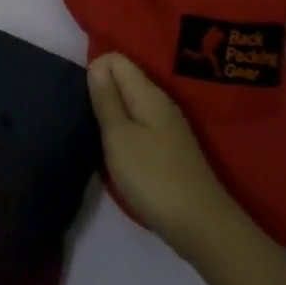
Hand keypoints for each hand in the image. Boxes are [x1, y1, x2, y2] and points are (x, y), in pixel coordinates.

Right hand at [87, 53, 239, 260]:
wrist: (199, 224)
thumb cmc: (152, 176)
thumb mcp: (119, 136)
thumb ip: (106, 99)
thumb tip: (96, 65)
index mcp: (149, 93)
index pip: (117, 60)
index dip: (95, 71)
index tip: (85, 101)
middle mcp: (161, 103)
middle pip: (125, 80)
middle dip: (102, 92)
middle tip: (87, 120)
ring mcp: (168, 126)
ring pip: (131, 104)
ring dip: (112, 114)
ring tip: (98, 136)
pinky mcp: (169, 148)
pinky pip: (140, 124)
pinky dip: (125, 132)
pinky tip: (118, 153)